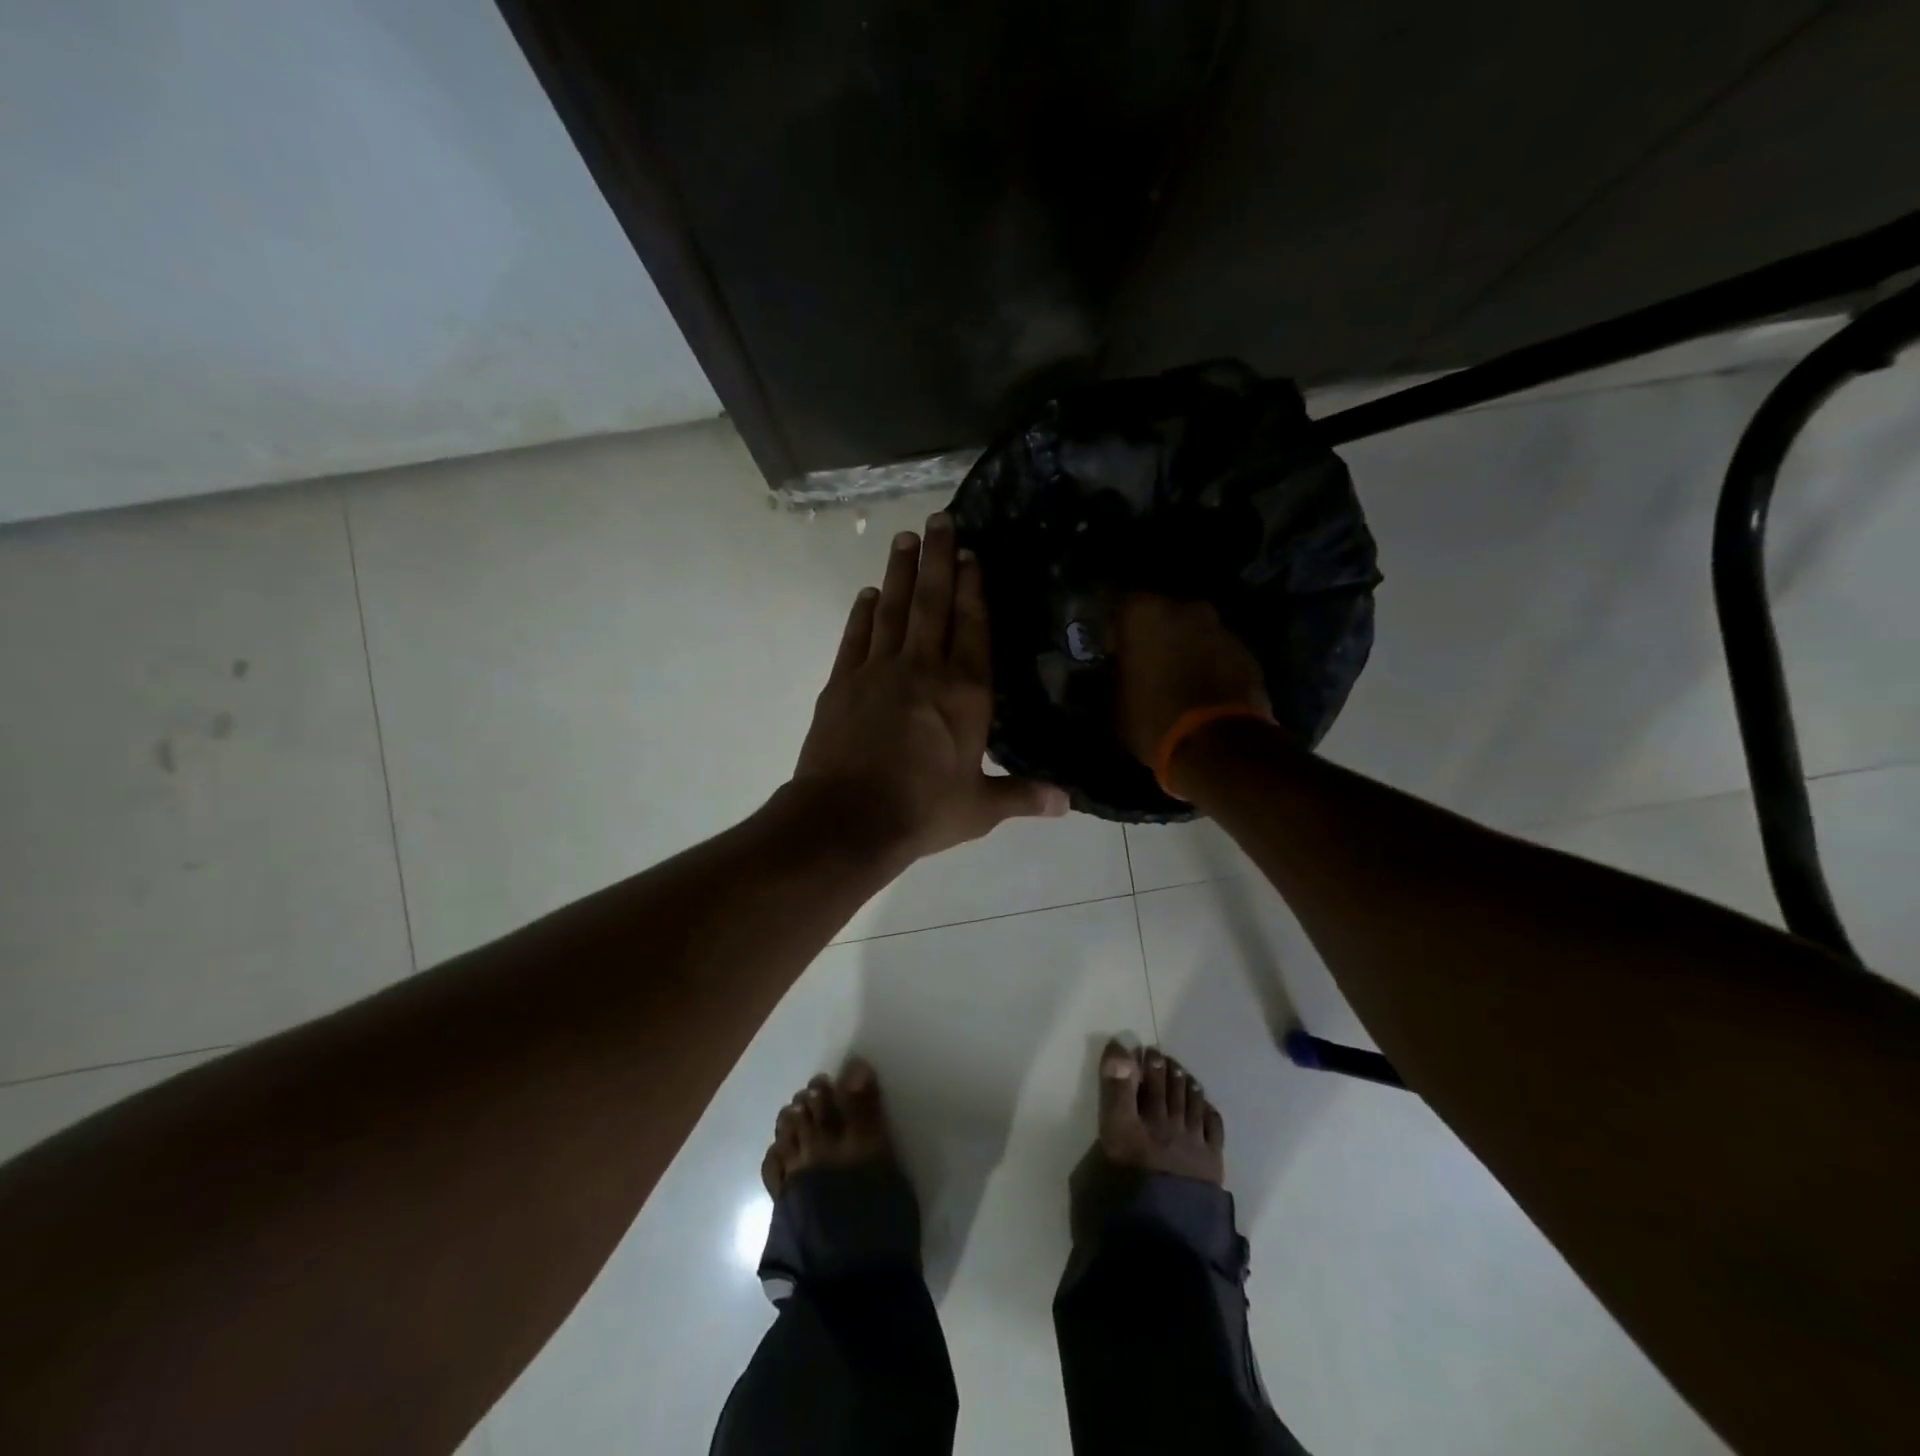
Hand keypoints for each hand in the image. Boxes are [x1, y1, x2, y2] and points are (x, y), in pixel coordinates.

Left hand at [793, 513, 1067, 865]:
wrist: (847, 820)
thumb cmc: (921, 812)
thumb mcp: (979, 809)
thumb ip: (1022, 796)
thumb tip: (1068, 802)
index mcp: (965, 694)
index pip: (973, 628)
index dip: (973, 589)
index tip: (972, 554)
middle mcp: (924, 670)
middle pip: (933, 603)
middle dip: (939, 558)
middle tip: (940, 519)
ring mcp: (878, 671)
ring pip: (894, 609)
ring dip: (901, 572)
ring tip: (905, 538)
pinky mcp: (842, 682)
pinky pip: (856, 636)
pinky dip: (863, 612)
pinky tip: (869, 594)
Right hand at [1112, 594, 1271, 769]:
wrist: (1219, 747)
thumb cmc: (1153, 720)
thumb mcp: (1114, 704)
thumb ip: (1112, 677)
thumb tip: (1112, 674)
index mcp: (1144, 612)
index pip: (1117, 603)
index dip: (1110, 626)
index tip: (1107, 648)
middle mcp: (1185, 607)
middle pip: (1160, 612)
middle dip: (1151, 633)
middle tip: (1140, 660)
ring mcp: (1221, 627)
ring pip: (1192, 630)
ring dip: (1182, 647)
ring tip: (1172, 677)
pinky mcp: (1247, 652)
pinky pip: (1216, 651)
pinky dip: (1207, 663)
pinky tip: (1198, 689)